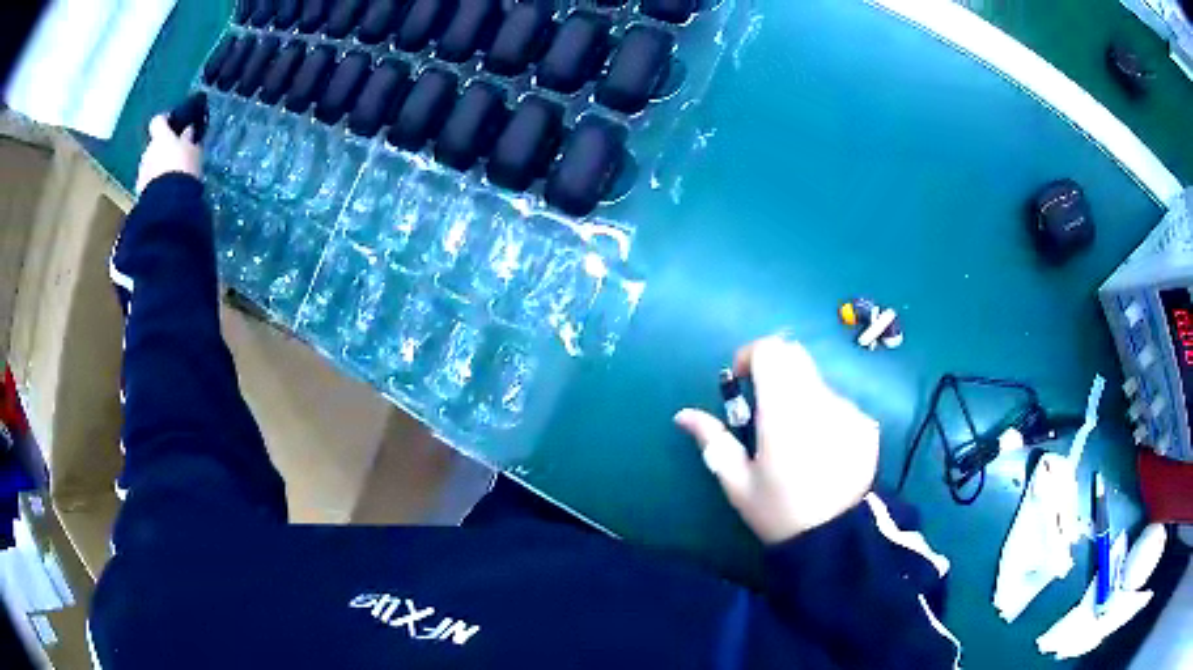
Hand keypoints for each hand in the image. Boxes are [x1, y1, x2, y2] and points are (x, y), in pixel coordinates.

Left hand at [135, 115, 202, 194]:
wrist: (167, 202)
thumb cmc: (183, 168)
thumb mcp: (193, 151)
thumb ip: (188, 139)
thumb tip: (188, 131)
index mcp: (161, 137)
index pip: (158, 121)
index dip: (165, 121)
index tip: (172, 123)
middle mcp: (148, 150)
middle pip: (153, 145)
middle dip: (162, 149)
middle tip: (174, 155)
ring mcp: (142, 171)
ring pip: (150, 163)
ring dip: (157, 166)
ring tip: (170, 176)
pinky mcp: (140, 190)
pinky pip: (148, 181)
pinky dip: (154, 182)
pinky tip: (164, 189)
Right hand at [675, 337, 878, 543]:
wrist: (839, 538)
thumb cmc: (780, 512)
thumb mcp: (738, 484)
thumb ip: (713, 441)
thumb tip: (683, 415)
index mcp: (783, 411)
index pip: (770, 350)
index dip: (750, 356)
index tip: (742, 384)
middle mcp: (819, 400)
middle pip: (794, 355)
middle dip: (774, 372)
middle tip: (764, 410)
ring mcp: (848, 409)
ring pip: (816, 381)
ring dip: (799, 395)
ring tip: (795, 441)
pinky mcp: (866, 423)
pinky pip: (837, 404)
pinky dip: (823, 414)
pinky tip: (821, 452)